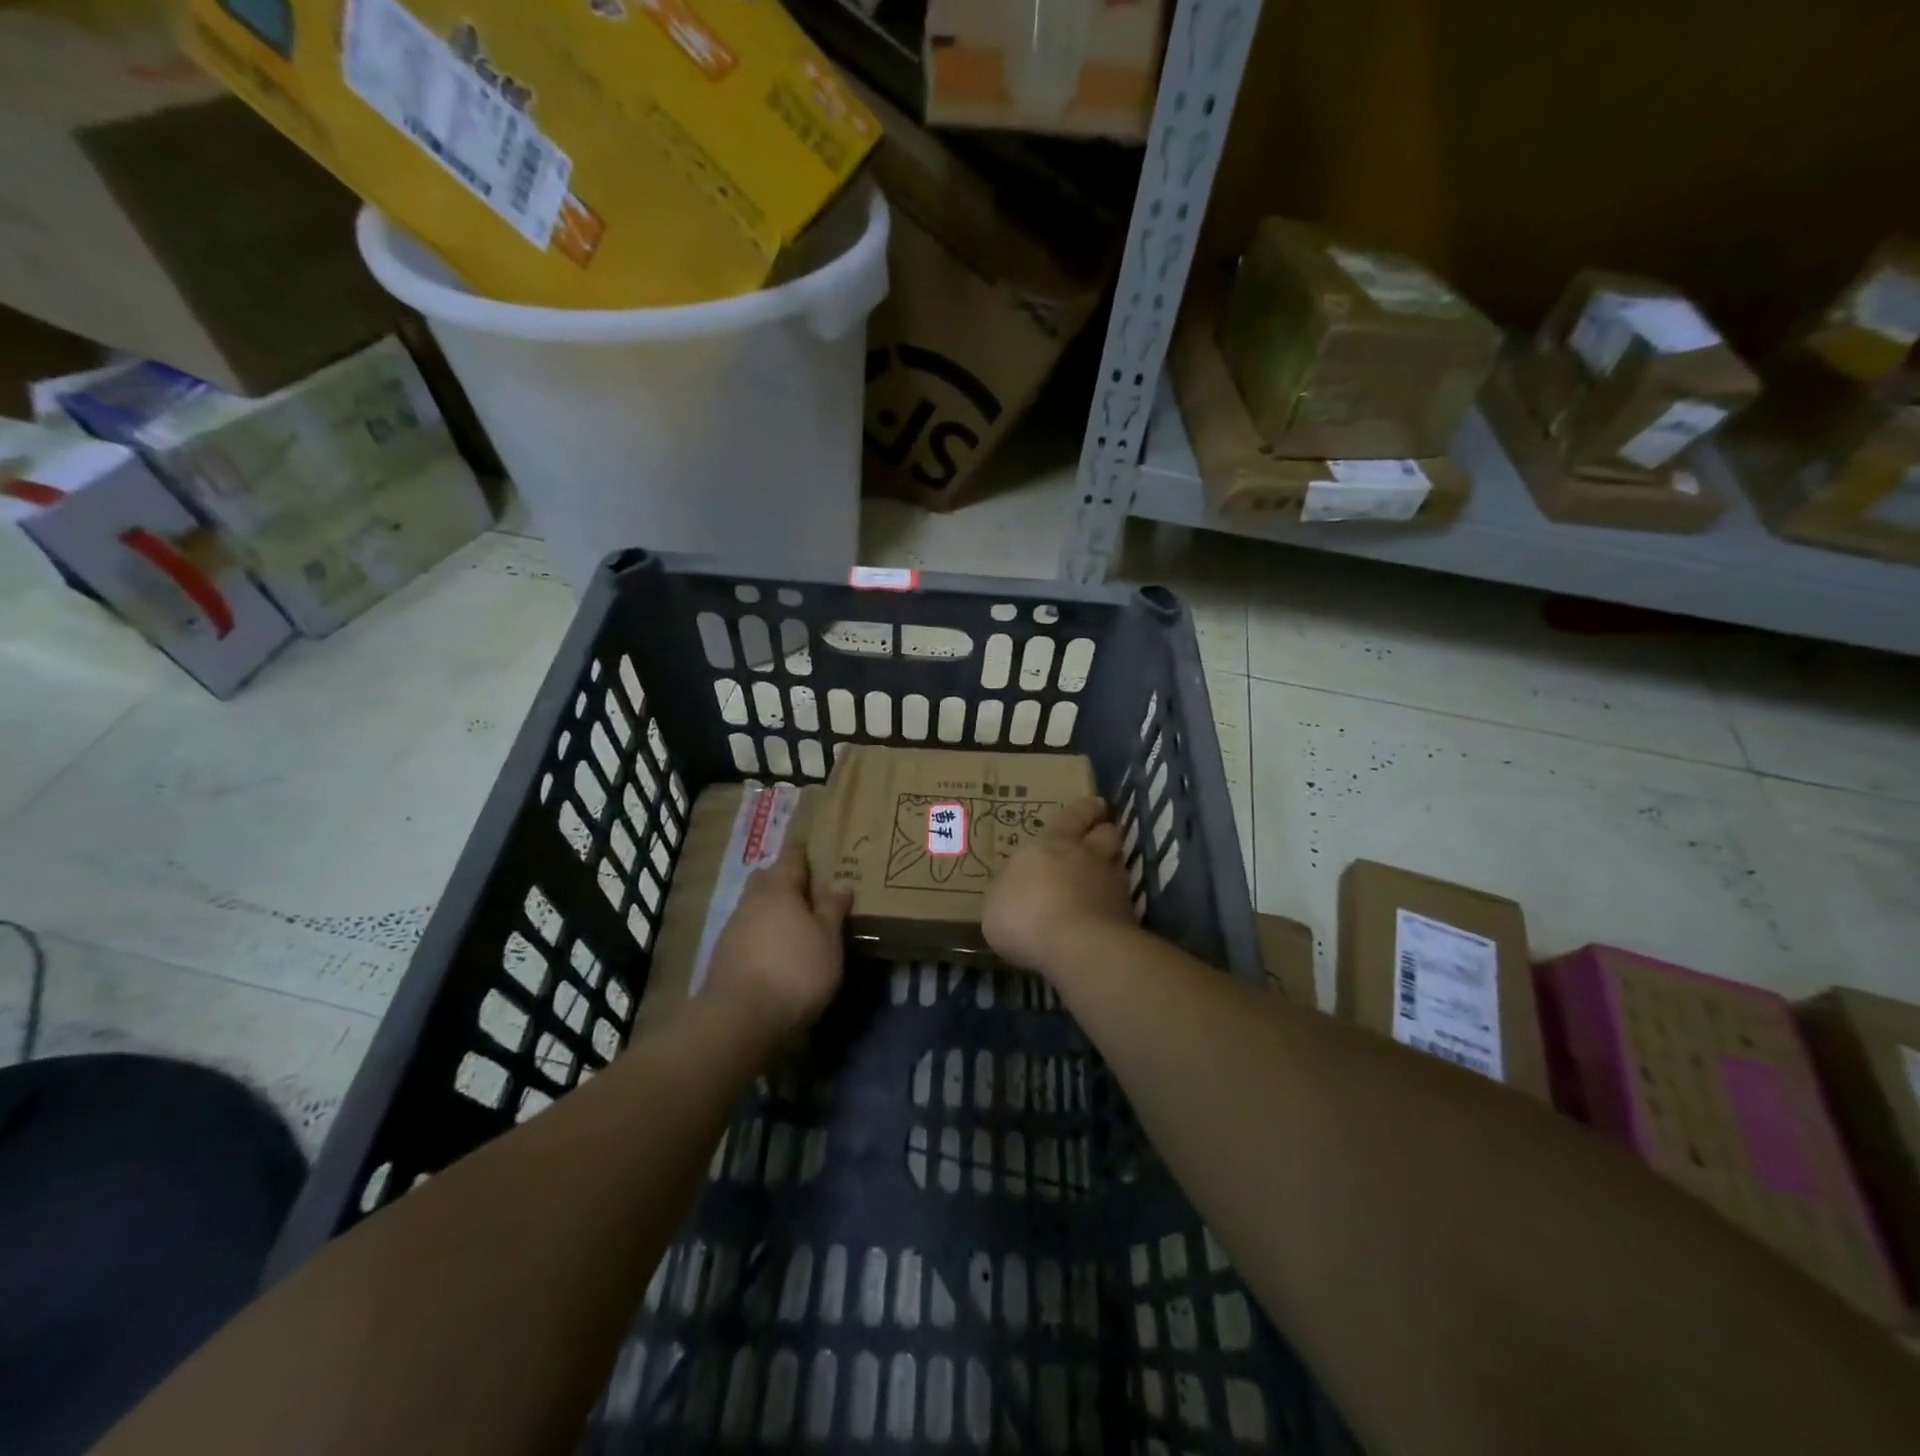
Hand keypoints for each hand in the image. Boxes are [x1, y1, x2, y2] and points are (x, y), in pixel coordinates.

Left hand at [704, 839, 853, 1041]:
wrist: (738, 1020)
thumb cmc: (794, 970)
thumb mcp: (828, 939)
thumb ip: (833, 909)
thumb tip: (840, 882)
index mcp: (778, 886)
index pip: (793, 855)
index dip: (808, 852)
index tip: (824, 851)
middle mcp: (752, 900)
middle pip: (770, 879)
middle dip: (789, 882)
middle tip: (815, 892)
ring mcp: (733, 928)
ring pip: (758, 908)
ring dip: (777, 913)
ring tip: (802, 928)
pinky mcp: (725, 957)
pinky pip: (751, 934)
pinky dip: (766, 937)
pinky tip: (781, 954)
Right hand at [983, 795, 1134, 973]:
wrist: (1077, 947)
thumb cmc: (1025, 916)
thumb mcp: (996, 901)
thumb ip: (1008, 887)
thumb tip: (1015, 883)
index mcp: (1052, 845)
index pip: (1072, 817)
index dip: (1083, 809)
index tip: (1094, 804)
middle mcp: (1087, 857)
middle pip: (1105, 833)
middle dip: (1103, 830)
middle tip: (1100, 832)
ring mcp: (1112, 885)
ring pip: (1118, 864)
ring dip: (1112, 865)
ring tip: (1104, 874)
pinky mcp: (1127, 915)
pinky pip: (1122, 900)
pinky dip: (1115, 903)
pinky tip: (1105, 914)